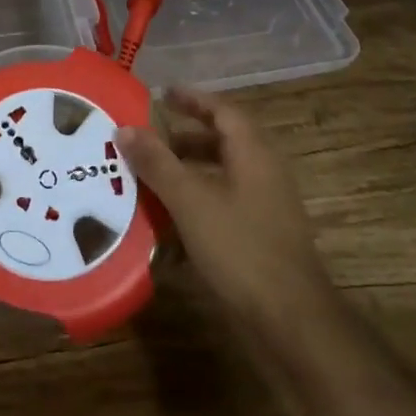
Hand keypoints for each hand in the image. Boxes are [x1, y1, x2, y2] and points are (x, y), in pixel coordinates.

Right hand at [118, 87, 334, 353]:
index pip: (223, 110)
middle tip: (146, 138)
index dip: (192, 99)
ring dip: (187, 171)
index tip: (161, 94)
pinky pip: (224, 204)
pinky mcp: (261, 235)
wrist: (290, 320)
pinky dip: (196, 202)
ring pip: (221, 174)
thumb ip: (157, 163)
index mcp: (253, 153)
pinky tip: (169, 221)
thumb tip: (124, 128)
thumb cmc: (240, 248)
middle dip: (183, 137)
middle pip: (222, 141)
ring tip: (150, 177)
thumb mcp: (190, 201)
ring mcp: (265, 206)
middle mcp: (263, 172)